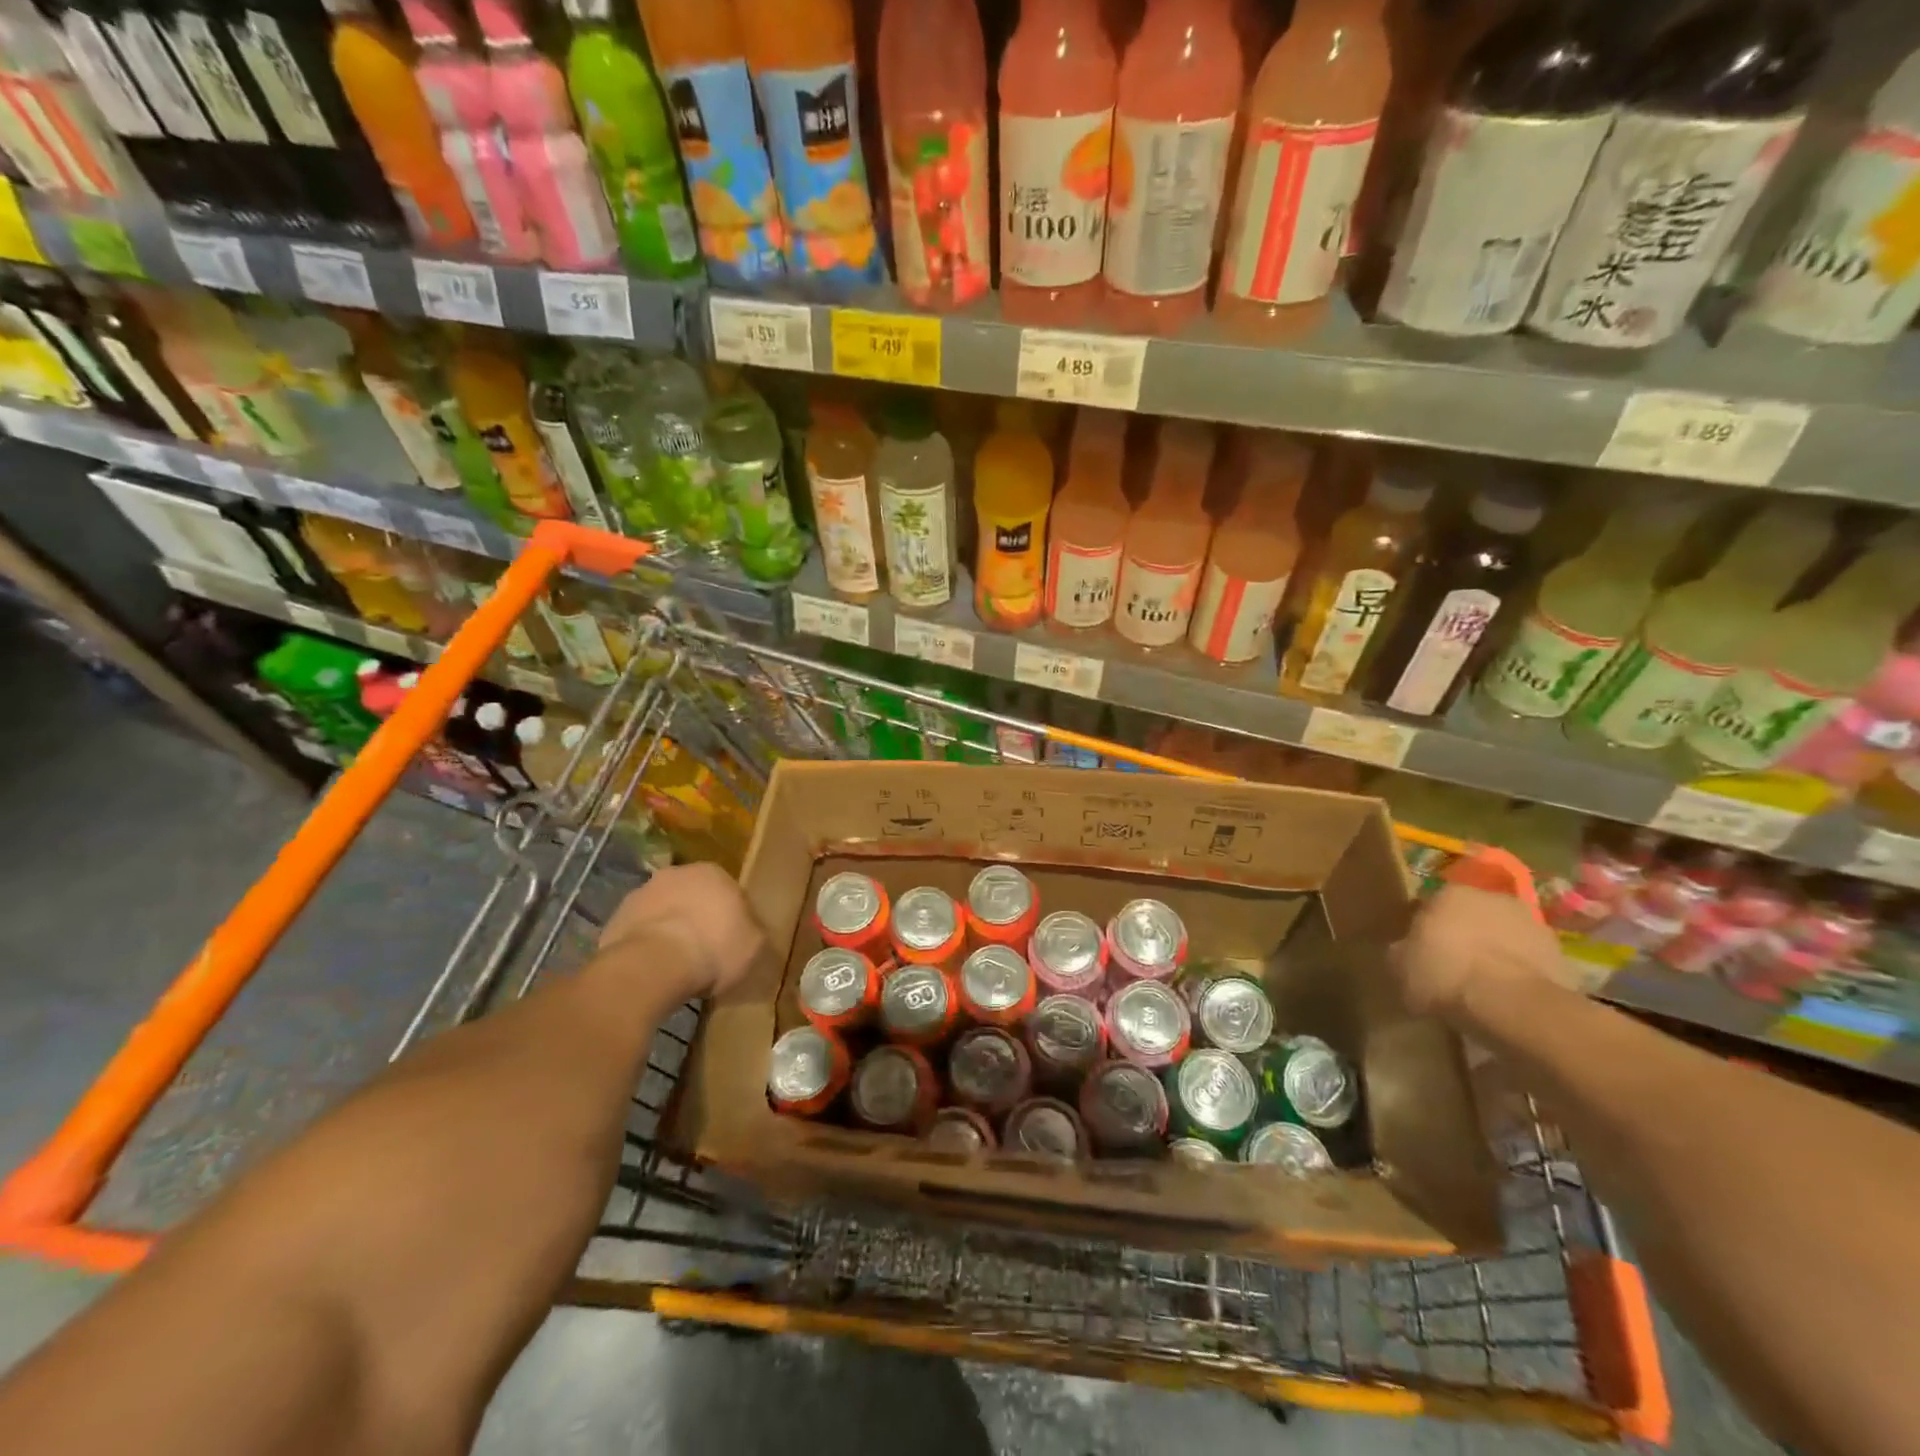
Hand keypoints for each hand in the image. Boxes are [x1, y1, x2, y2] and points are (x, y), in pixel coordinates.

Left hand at [597, 863, 763, 999]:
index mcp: (714, 872)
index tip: (731, 940)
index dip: (731, 916)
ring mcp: (640, 894)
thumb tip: (751, 934)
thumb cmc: (713, 948)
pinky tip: (652, 969)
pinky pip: (638, 932)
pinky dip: (645, 945)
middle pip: (692, 896)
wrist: (653, 965)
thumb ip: (753, 933)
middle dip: (696, 917)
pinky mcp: (615, 918)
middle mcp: (676, 873)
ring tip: (675, 964)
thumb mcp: (753, 946)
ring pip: (662, 911)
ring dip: (668, 929)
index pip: (728, 891)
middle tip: (704, 949)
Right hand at [1394, 885, 1565, 1020]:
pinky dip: (1519, 977)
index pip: (1431, 905)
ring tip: (1483, 989)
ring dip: (1495, 955)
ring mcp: (1534, 926)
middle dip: (1464, 937)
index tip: (1421, 953)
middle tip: (1452, 968)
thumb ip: (1401, 951)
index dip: (1425, 930)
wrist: (1514, 1006)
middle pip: (1472, 917)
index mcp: (1450, 892)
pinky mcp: (1562, 957)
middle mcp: (1493, 898)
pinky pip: (1529, 964)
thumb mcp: (1399, 966)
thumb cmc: (1446, 975)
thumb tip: (1404, 951)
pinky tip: (1507, 1001)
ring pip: (1504, 939)